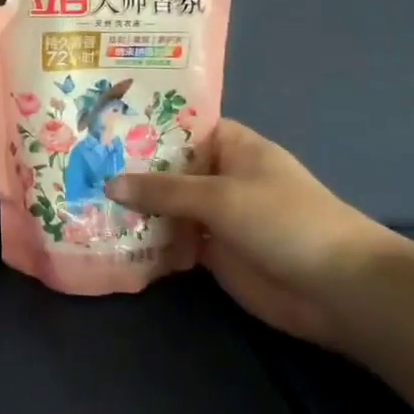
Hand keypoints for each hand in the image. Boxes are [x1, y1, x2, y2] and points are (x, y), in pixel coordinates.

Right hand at [107, 119, 392, 349]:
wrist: (338, 290)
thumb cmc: (285, 221)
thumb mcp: (220, 196)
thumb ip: (163, 190)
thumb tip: (108, 184)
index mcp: (231, 146)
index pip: (179, 125)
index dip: (143, 122)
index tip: (99, 122)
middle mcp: (220, 175)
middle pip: (167, 167)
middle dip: (128, 167)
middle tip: (76, 162)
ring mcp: (216, 215)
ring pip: (166, 204)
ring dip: (133, 205)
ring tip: (79, 197)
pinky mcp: (212, 252)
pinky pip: (172, 239)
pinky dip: (146, 239)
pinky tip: (108, 236)